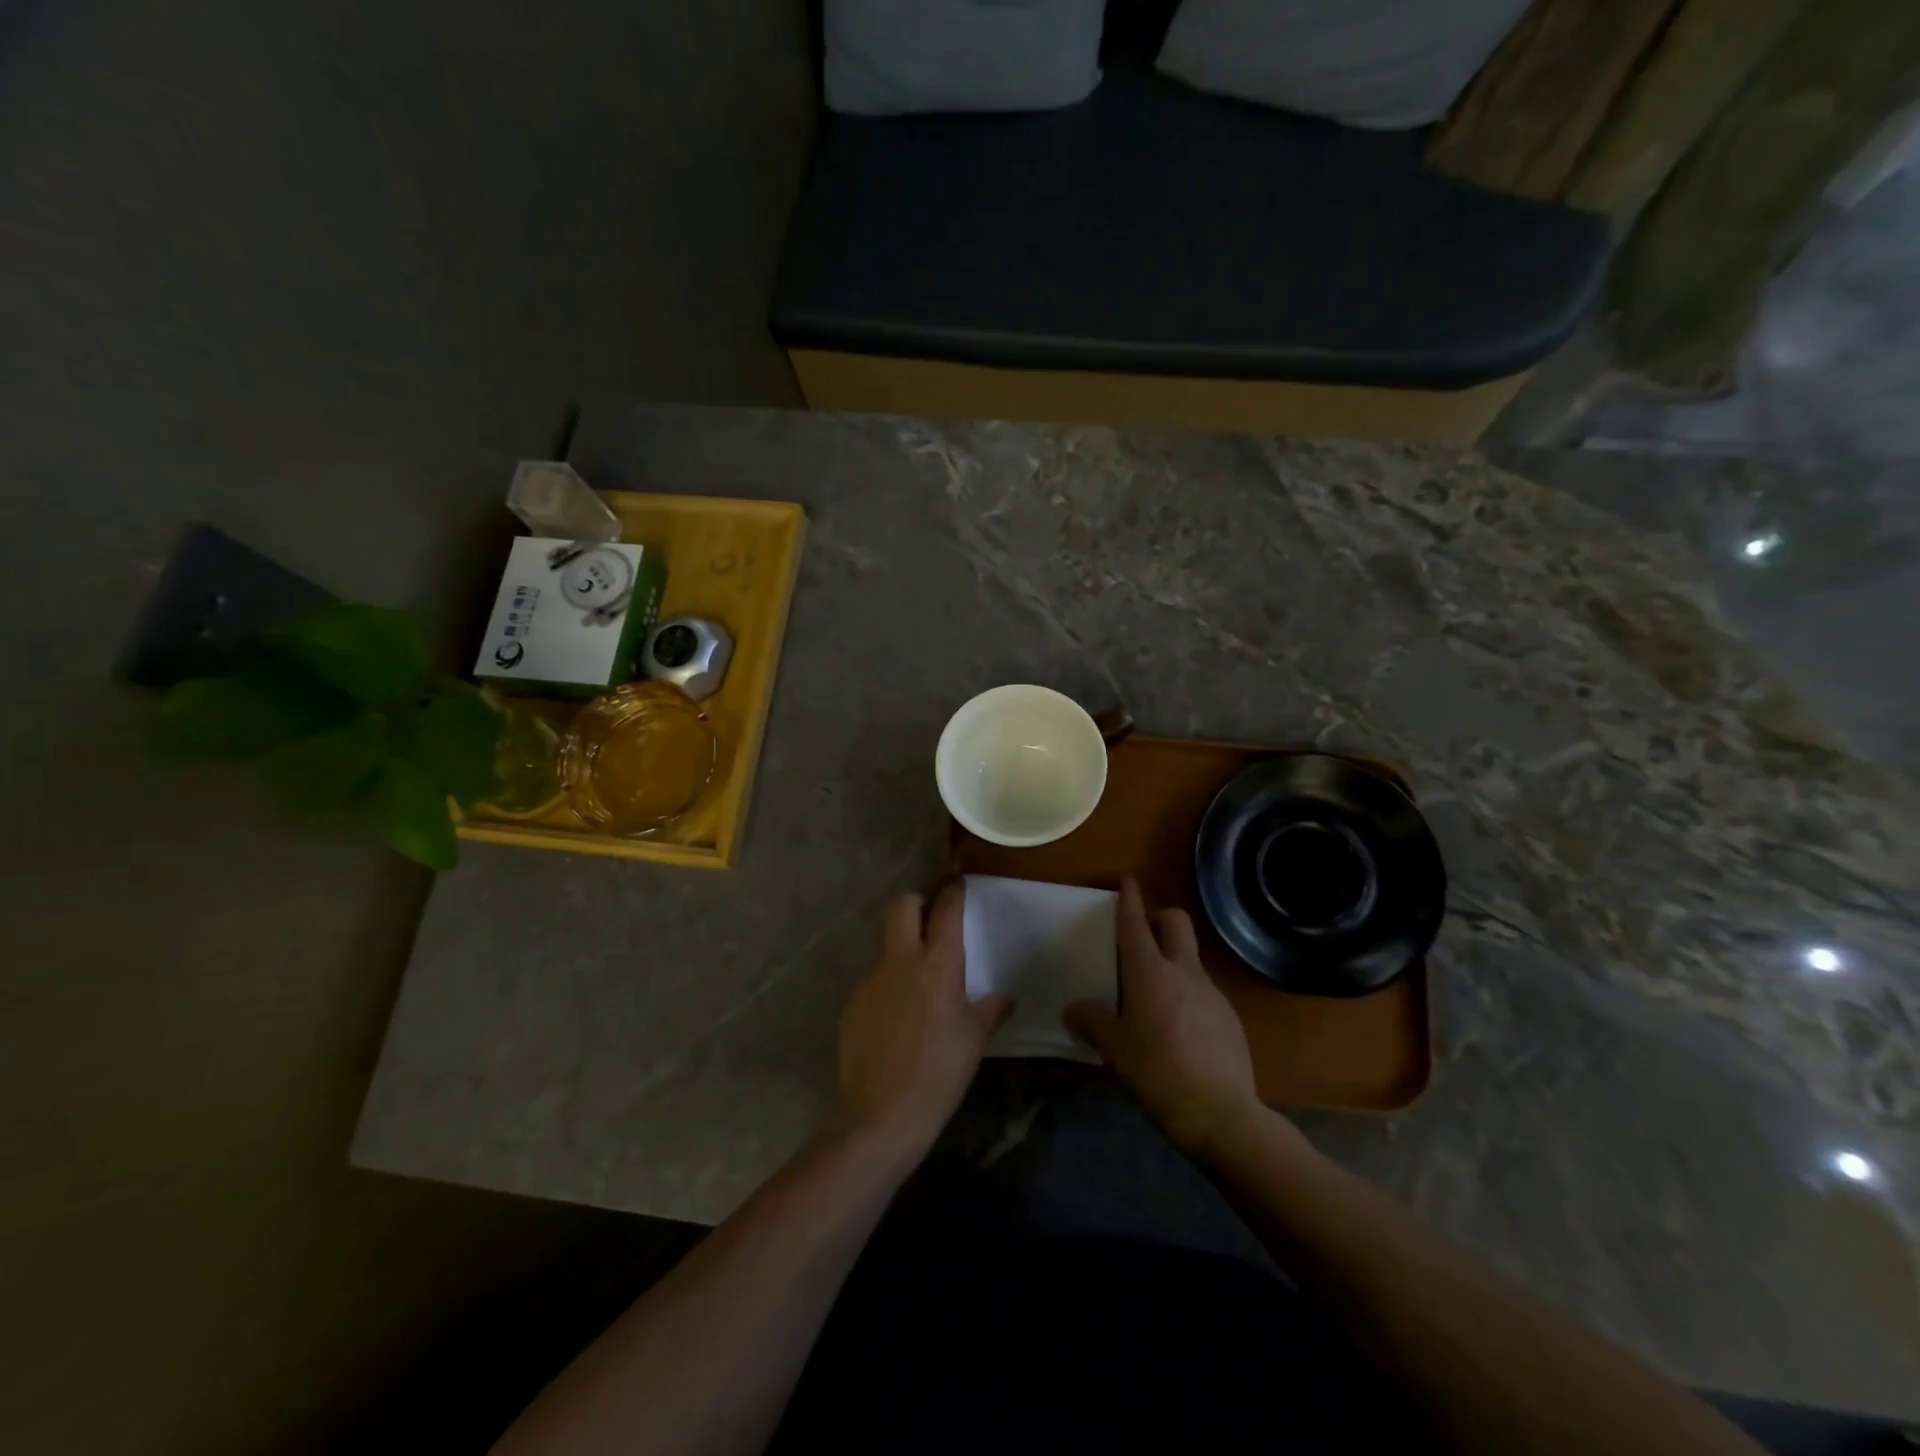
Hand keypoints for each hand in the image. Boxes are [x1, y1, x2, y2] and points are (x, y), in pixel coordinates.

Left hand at [836, 881, 1010, 1156]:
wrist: (882, 1115)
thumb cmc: (940, 1074)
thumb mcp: (973, 1041)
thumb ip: (988, 1010)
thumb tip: (1003, 997)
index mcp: (937, 965)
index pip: (945, 909)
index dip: (952, 889)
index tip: (957, 879)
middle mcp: (901, 961)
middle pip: (901, 906)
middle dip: (916, 902)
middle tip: (930, 918)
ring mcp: (871, 979)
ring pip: (885, 943)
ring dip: (901, 947)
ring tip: (917, 981)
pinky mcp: (852, 1002)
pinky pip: (874, 979)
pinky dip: (888, 984)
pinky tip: (897, 1017)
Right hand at [1065, 879, 1267, 1155]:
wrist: (1222, 1115)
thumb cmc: (1158, 1074)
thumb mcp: (1114, 1051)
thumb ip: (1092, 1022)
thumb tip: (1073, 1009)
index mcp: (1149, 973)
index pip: (1136, 924)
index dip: (1129, 900)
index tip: (1128, 882)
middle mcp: (1183, 972)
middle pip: (1176, 922)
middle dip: (1160, 917)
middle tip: (1144, 934)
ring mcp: (1212, 992)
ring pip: (1191, 958)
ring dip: (1173, 961)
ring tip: (1155, 997)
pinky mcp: (1229, 1017)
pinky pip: (1204, 991)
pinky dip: (1188, 995)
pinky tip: (1179, 1031)